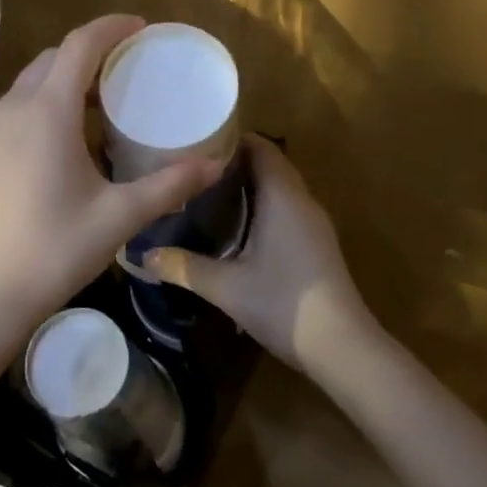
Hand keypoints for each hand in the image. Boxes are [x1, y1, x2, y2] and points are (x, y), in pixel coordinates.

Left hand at [0, 15, 222, 354]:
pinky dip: (51, 100)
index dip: (112, 28)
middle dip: (93, 51)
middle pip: (55, 58)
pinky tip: (75, 133)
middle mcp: (14, 108)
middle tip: (132, 65)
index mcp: (46, 112)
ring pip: (35, 81)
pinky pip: (22, 105)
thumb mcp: (118, 216)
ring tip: (108, 97)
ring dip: (69, 76)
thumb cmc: (52, 250)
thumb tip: (215, 165)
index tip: (142, 27)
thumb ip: (169, 185)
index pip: (79, 46)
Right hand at [143, 136, 371, 373]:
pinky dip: (261, 205)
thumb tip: (144, 255)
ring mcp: (313, 223)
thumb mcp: (226, 287)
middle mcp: (301, 201)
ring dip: (248, 185)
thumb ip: (184, 267)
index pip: (260, 148)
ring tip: (205, 192)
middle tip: (191, 169)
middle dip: (233, 162)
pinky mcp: (316, 243)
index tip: (195, 142)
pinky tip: (234, 226)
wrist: (342, 347)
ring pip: (279, 187)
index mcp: (282, 197)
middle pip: (269, 164)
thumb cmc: (284, 305)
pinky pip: (286, 208)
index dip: (230, 139)